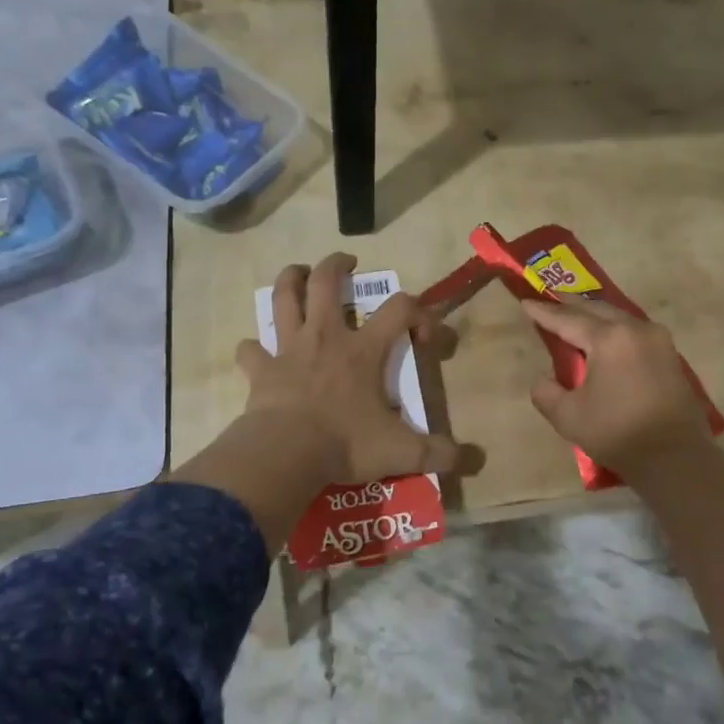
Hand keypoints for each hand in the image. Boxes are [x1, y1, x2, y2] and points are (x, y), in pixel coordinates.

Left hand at [236, 253, 458, 484]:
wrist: (286, 455)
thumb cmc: (345, 444)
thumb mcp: (401, 452)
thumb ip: (439, 453)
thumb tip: (473, 460)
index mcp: (364, 350)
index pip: (400, 308)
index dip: (419, 311)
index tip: (424, 334)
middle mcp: (326, 338)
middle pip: (327, 282)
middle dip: (337, 265)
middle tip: (347, 262)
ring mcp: (289, 350)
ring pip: (285, 298)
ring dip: (291, 280)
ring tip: (298, 273)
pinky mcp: (261, 370)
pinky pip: (251, 350)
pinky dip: (253, 348)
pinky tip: (255, 351)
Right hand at [519, 296, 707, 476]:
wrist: (676, 458)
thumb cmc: (617, 433)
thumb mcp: (568, 416)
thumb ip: (546, 392)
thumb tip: (544, 379)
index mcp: (609, 338)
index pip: (568, 319)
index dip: (544, 313)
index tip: (525, 302)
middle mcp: (635, 329)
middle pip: (596, 310)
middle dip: (571, 305)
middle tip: (550, 299)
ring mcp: (658, 340)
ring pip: (618, 317)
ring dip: (595, 315)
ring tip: (575, 314)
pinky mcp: (670, 355)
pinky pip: (634, 330)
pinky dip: (614, 329)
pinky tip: (605, 336)